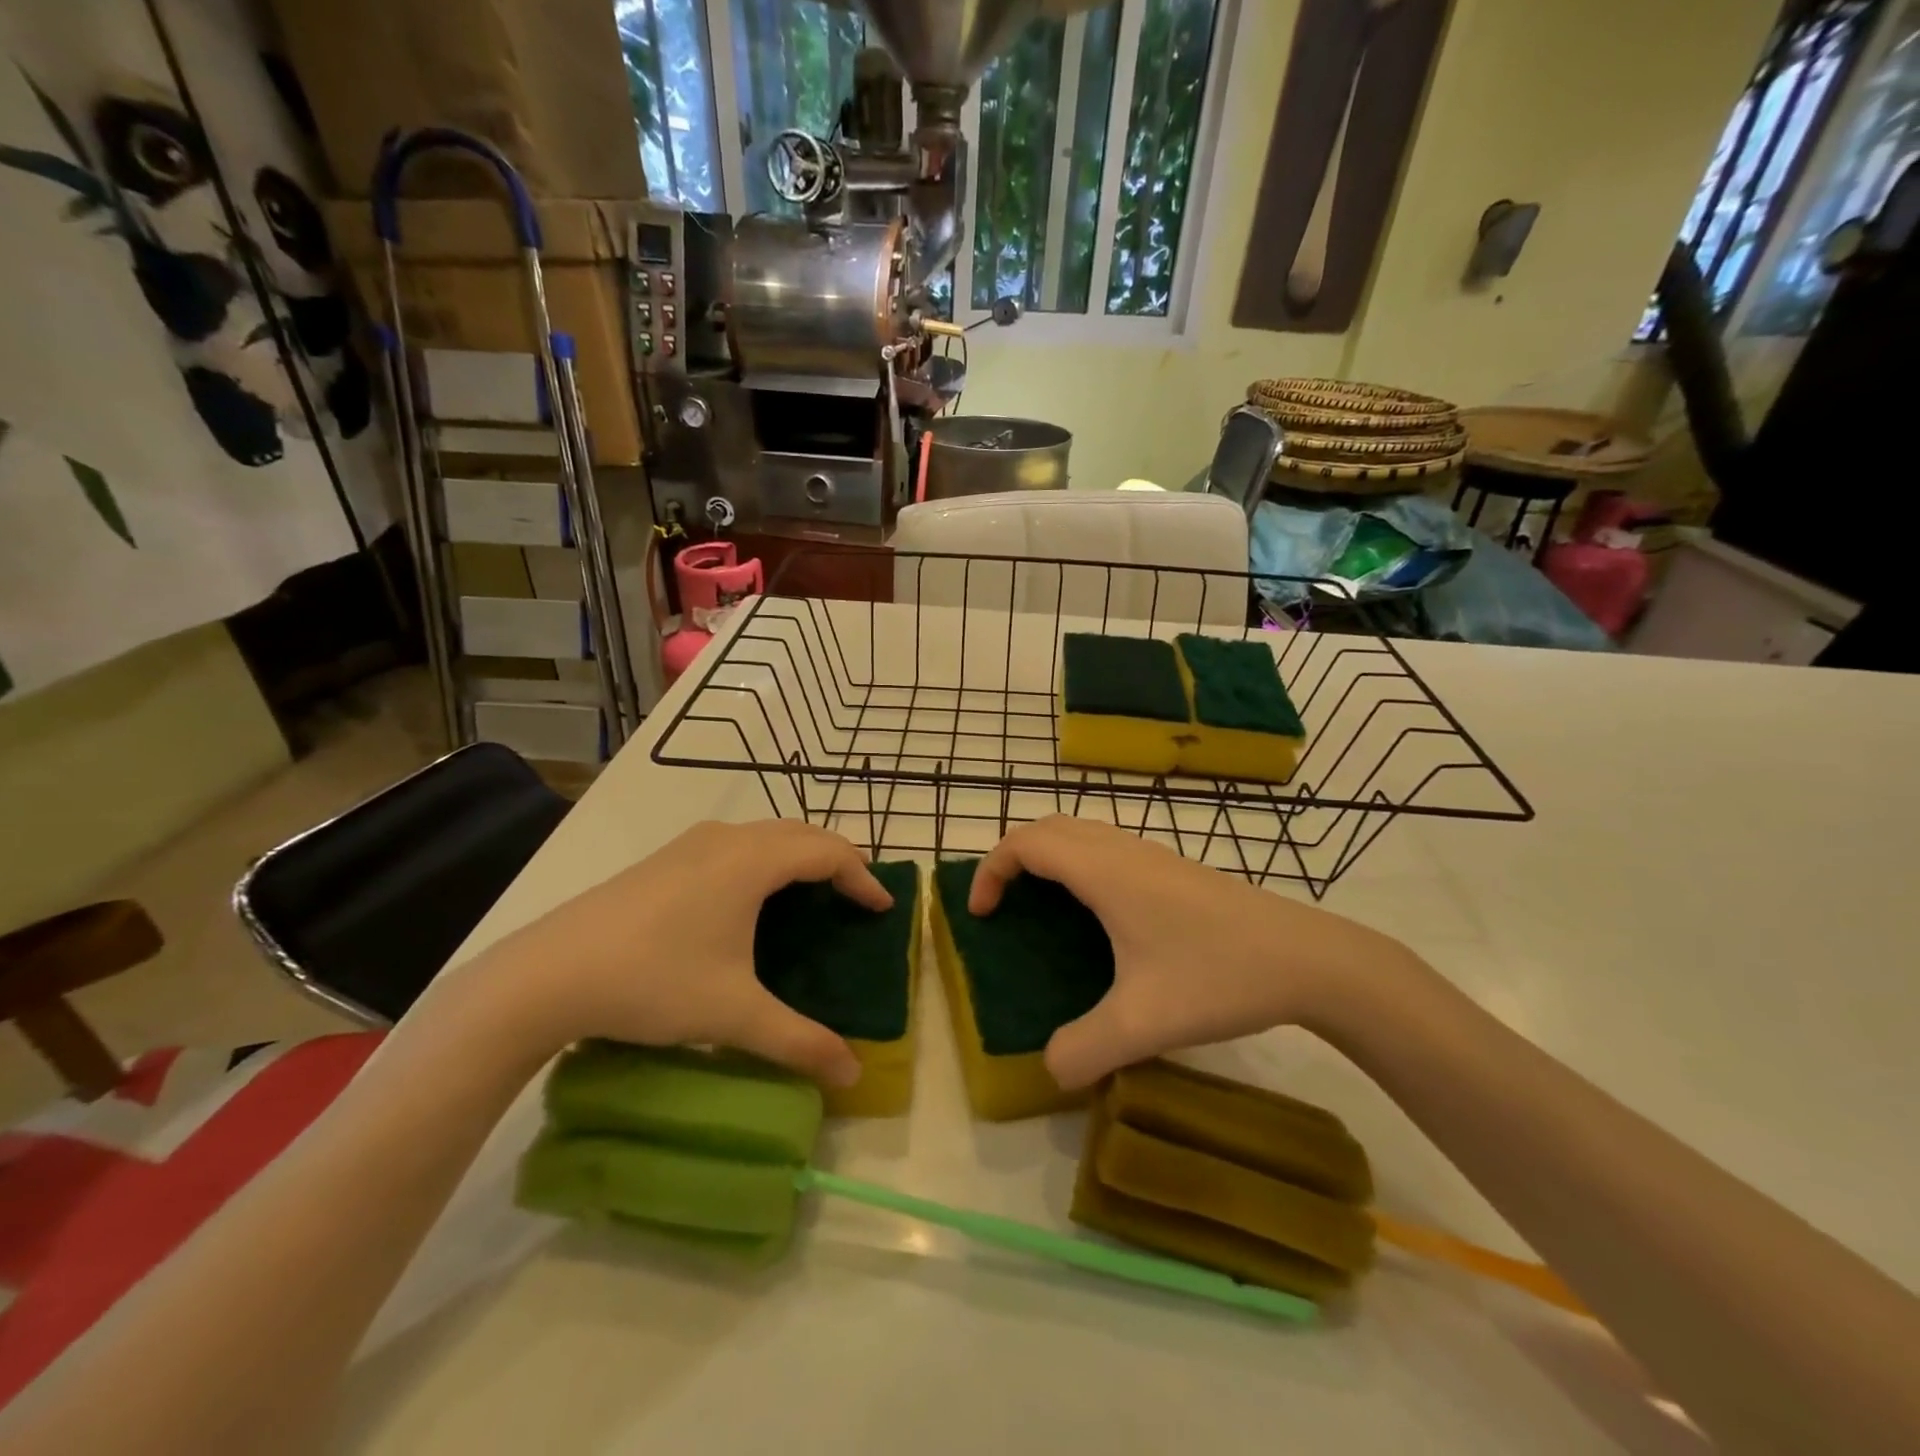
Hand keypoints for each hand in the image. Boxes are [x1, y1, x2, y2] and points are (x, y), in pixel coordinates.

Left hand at [463, 820, 889, 1087]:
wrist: (544, 975)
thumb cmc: (652, 982)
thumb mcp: (733, 1015)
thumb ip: (799, 1042)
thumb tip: (853, 1075)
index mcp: (752, 862)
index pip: (828, 852)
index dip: (862, 877)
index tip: (881, 910)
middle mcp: (726, 839)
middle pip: (800, 833)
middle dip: (835, 860)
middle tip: (854, 898)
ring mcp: (689, 845)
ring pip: (763, 835)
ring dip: (797, 856)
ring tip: (810, 896)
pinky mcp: (662, 860)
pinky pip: (733, 846)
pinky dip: (763, 861)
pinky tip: (748, 902)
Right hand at [969, 816, 1412, 1088]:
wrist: (1308, 959)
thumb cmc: (1219, 975)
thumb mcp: (1144, 1023)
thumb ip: (1084, 1050)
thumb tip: (1049, 1069)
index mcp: (1104, 872)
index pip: (1026, 843)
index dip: (991, 870)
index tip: (982, 915)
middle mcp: (1122, 850)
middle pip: (1049, 828)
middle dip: (1013, 857)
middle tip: (1003, 906)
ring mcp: (1153, 855)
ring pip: (1081, 834)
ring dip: (1049, 858)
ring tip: (1042, 908)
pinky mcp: (1175, 869)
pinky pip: (1107, 848)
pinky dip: (1079, 865)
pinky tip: (1099, 918)